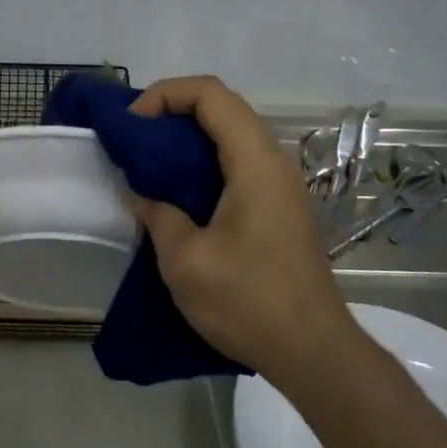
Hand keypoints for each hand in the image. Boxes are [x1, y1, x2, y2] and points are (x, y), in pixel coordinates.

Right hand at [126, 76, 350, 385]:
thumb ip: (157, 214)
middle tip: (135, 139)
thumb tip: (138, 192)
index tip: (133, 124)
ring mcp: (281, 185)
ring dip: (188, 138)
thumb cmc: (249, 301)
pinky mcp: (280, 208)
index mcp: (255, 161)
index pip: (211, 94)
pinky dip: (204, 162)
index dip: (166, 94)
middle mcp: (274, 161)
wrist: (314, 354)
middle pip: (222, 107)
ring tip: (151, 163)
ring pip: (231, 134)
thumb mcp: (186, 260)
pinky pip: (238, 163)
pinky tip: (179, 194)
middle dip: (173, 112)